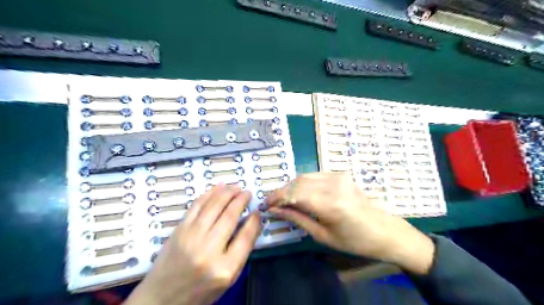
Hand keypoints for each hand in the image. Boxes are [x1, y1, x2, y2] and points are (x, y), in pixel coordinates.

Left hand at [125, 185, 260, 304]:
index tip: (257, 211)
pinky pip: (197, 206)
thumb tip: (251, 223)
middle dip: (241, 200)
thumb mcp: (227, 278)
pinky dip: (209, 194)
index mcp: (225, 268)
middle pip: (229, 217)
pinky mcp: (179, 230)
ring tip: (236, 187)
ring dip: (227, 193)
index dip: (254, 221)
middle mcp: (208, 250)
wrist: (162, 298)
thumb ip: (241, 251)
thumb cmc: (200, 291)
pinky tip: (218, 188)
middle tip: (247, 193)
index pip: (246, 237)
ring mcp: (191, 238)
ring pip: (214, 207)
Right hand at [267, 172, 435, 275]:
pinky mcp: (340, 174)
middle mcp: (333, 185)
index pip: (294, 194)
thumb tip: (276, 210)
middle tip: (271, 202)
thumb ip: (298, 219)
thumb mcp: (323, 235)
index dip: (277, 198)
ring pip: (304, 176)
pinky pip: (314, 175)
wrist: (383, 231)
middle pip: (297, 182)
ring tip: (282, 198)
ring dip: (290, 186)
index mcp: (330, 204)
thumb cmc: (354, 241)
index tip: (265, 205)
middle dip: (281, 192)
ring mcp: (338, 177)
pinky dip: (302, 183)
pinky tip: (298, 193)